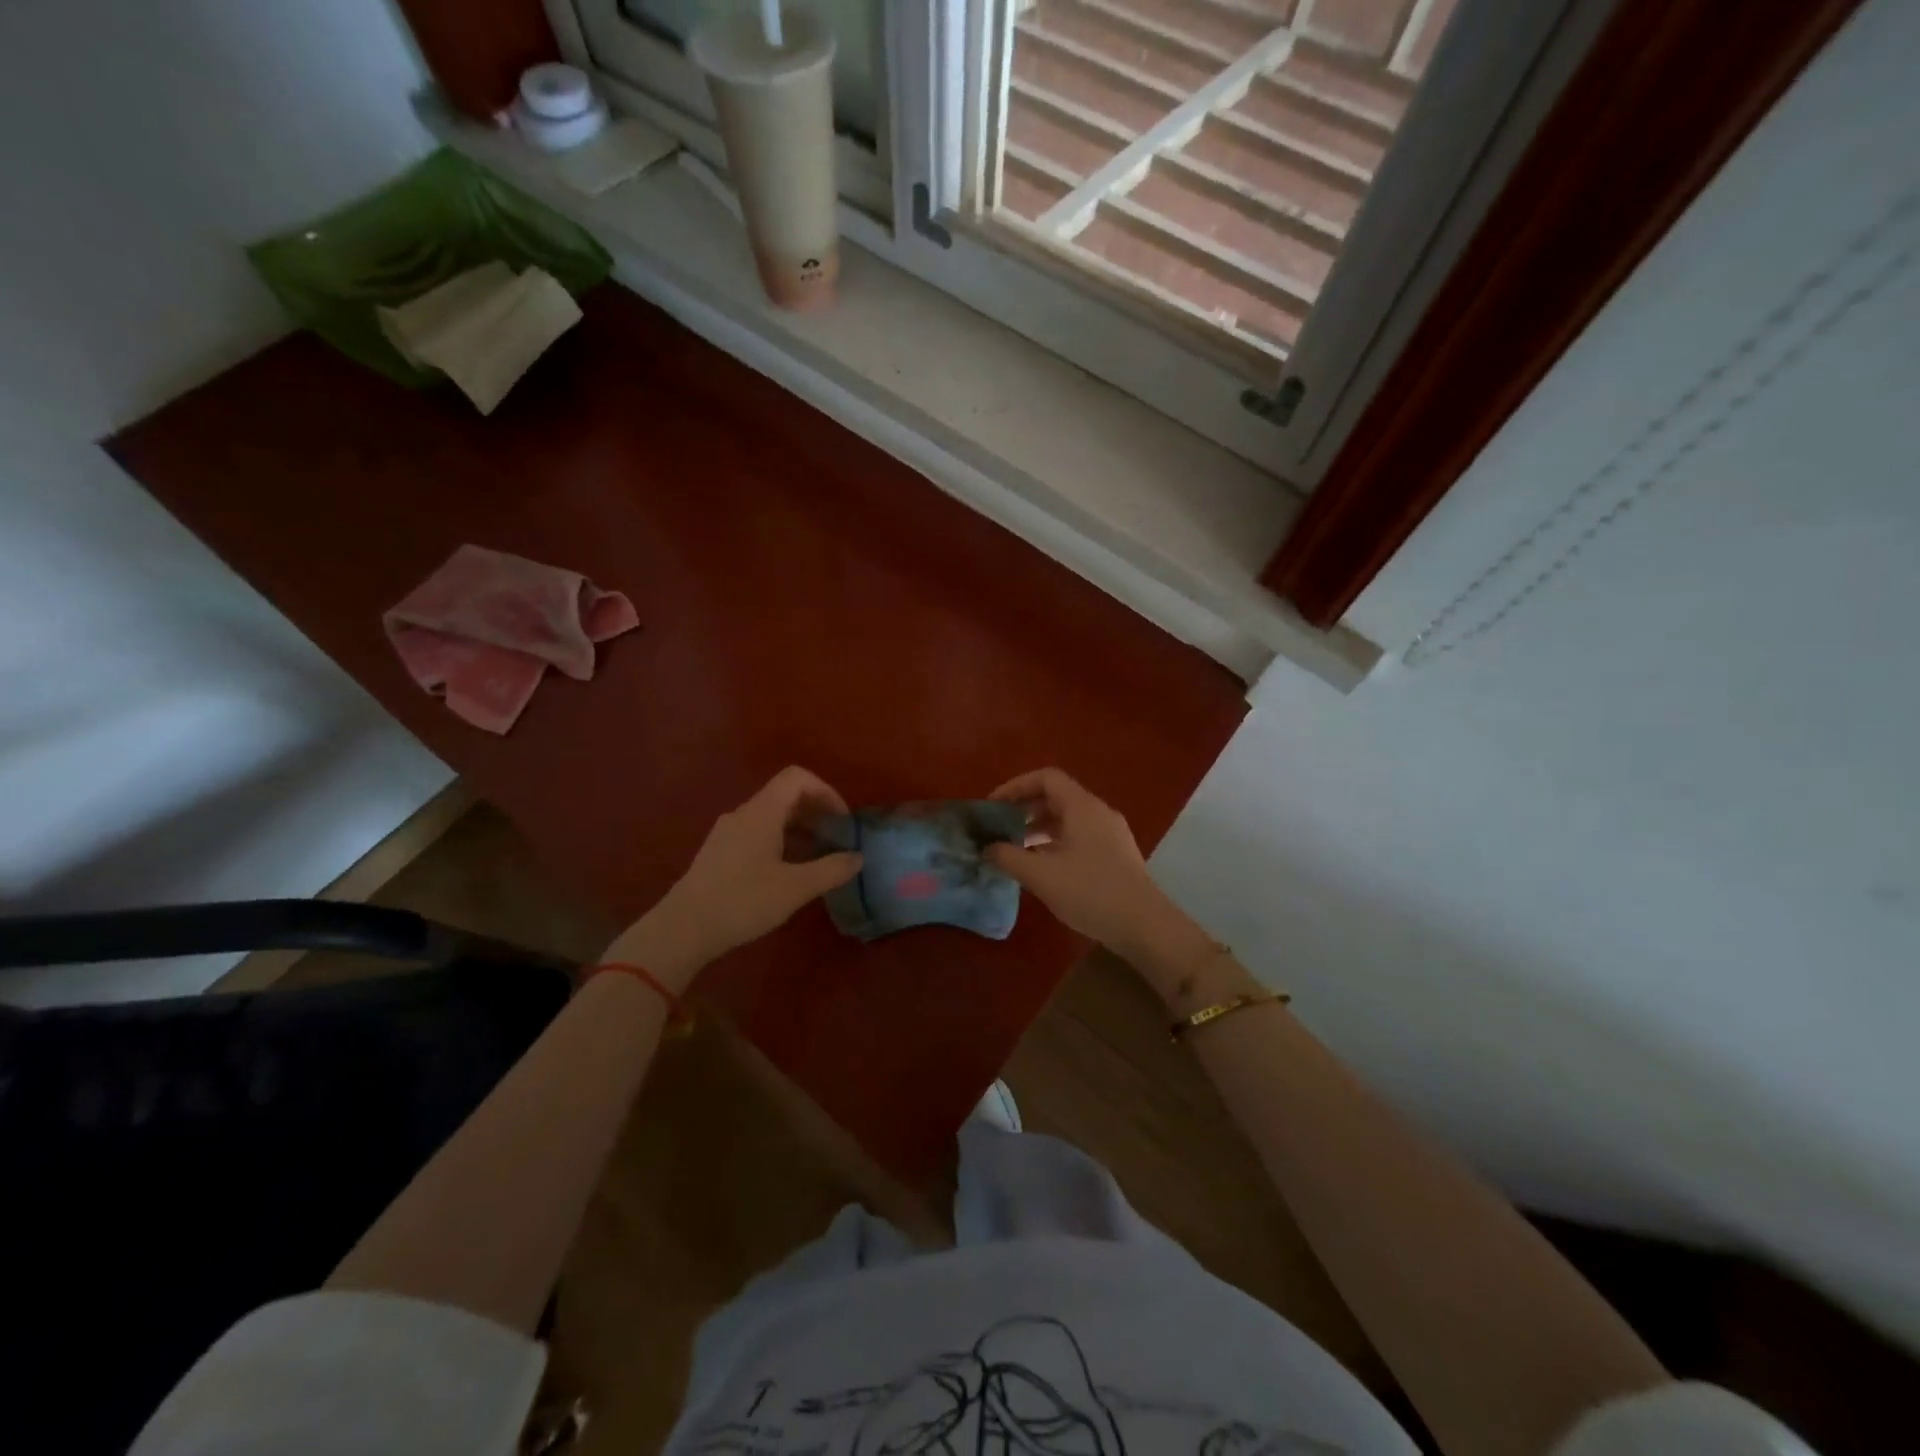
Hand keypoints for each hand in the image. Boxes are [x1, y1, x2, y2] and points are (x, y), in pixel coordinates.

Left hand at [603, 767, 861, 990]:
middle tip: (837, 840)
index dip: (826, 792)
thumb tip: (857, 857)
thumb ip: (831, 870)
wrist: (682, 930)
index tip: (842, 821)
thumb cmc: (742, 901)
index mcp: (762, 812)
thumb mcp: (795, 888)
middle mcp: (743, 814)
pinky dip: (781, 842)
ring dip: (800, 829)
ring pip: (771, 817)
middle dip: (817, 812)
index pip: (797, 778)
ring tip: (818, 859)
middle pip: (785, 795)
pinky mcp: (719, 853)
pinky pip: (757, 833)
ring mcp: (727, 833)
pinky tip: (788, 873)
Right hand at [984, 768, 1179, 954]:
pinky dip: (1056, 842)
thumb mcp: (1040, 875)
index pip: (1046, 778)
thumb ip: (1008, 856)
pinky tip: (1042, 867)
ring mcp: (1110, 833)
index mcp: (1081, 806)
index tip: (993, 806)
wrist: (1144, 925)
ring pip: (1068, 818)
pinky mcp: (1116, 854)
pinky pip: (1079, 835)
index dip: (1015, 786)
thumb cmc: (1090, 892)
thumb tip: (987, 848)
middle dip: (1024, 808)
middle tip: (999, 828)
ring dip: (1039, 828)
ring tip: (1015, 849)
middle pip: (1056, 796)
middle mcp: (1098, 812)